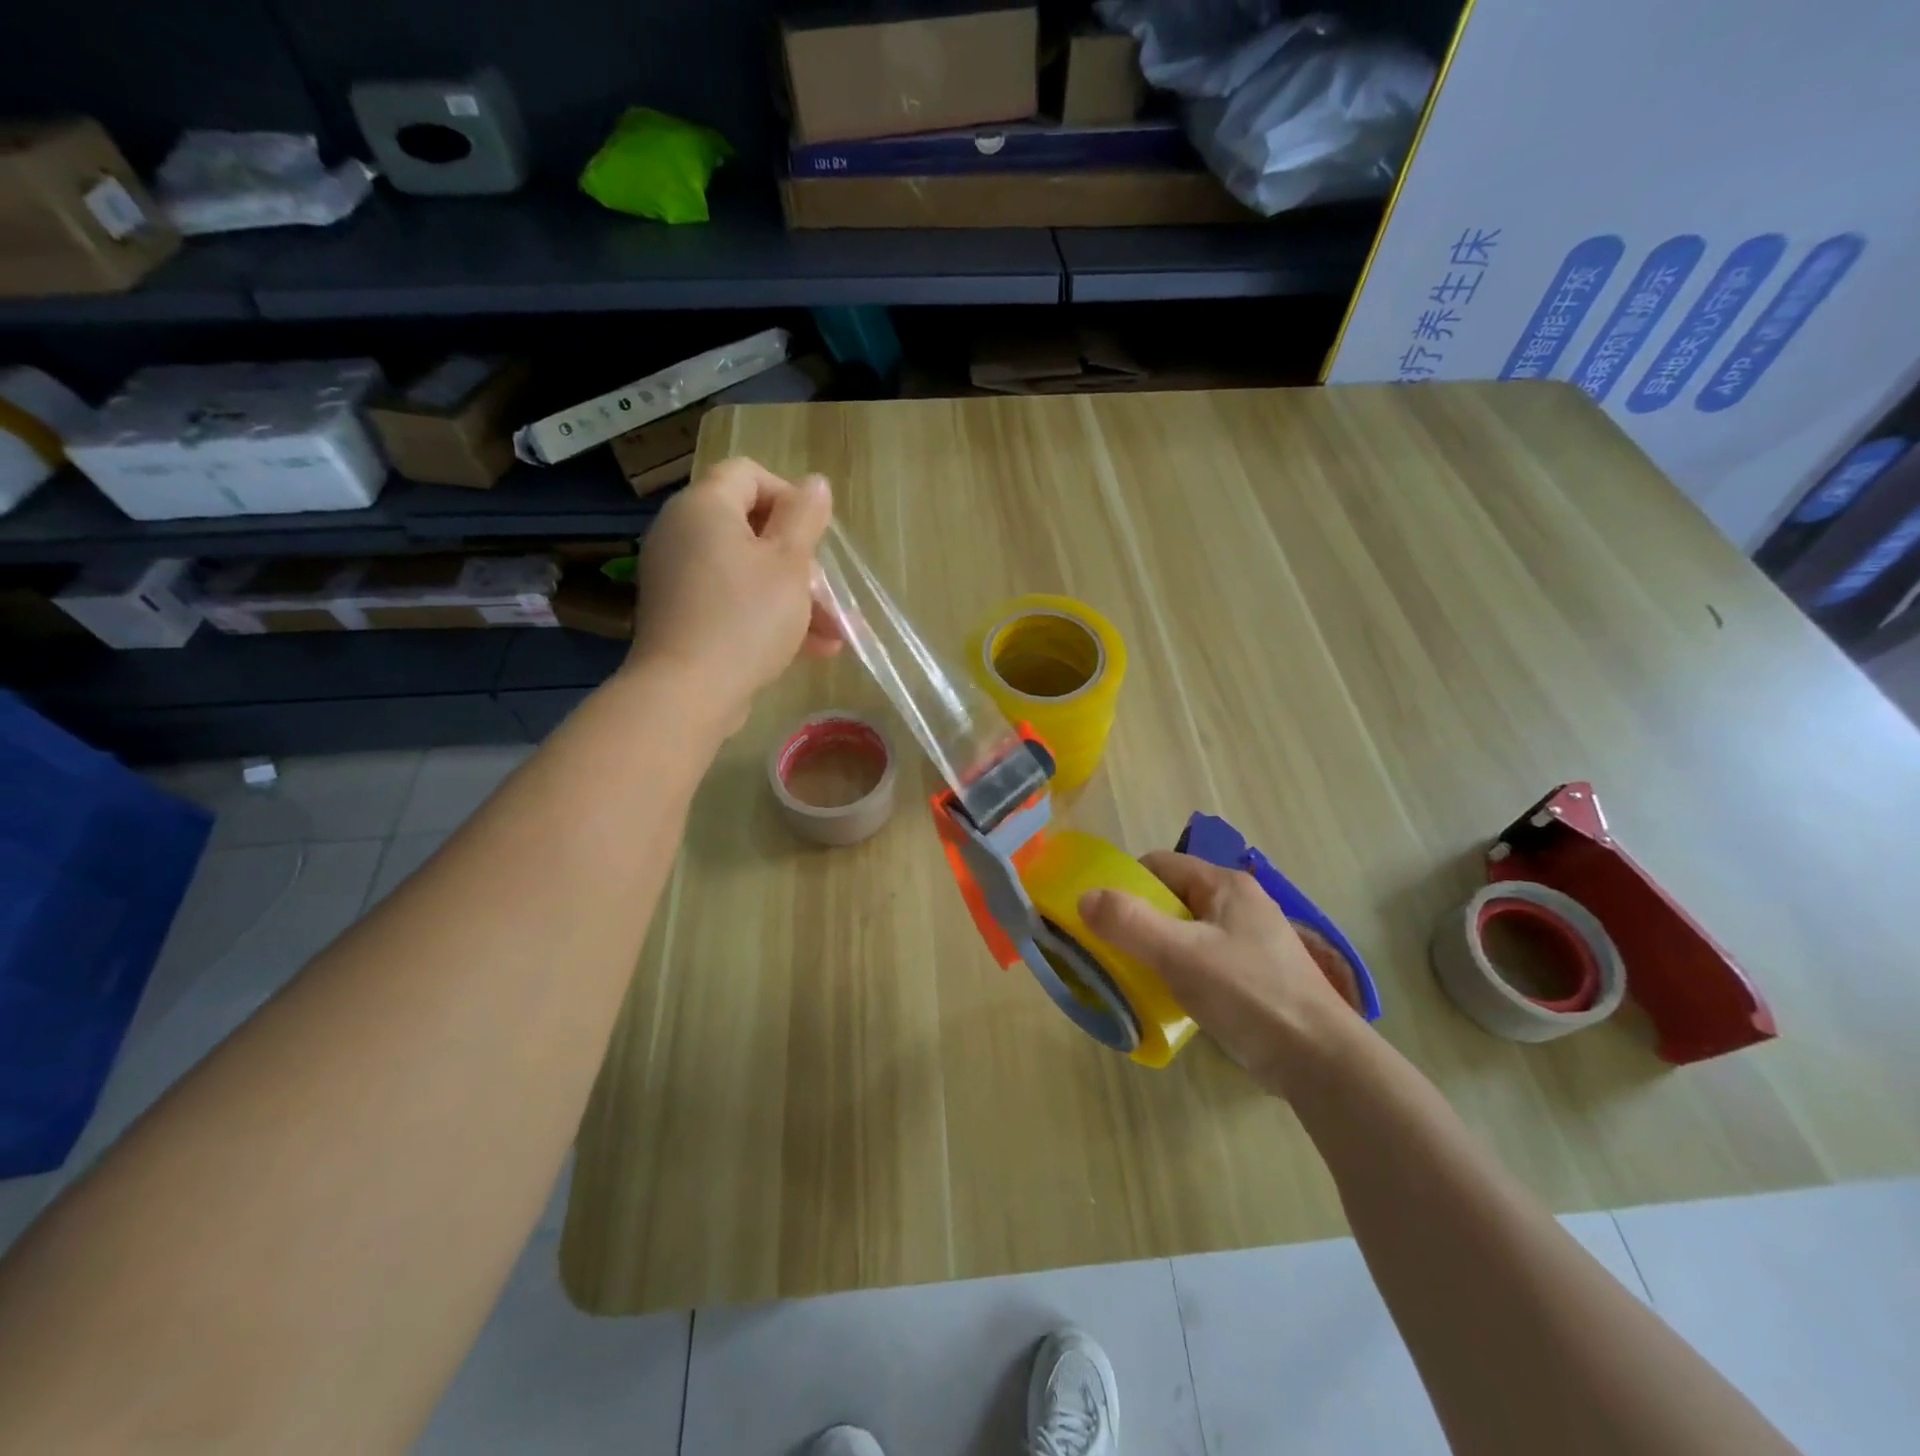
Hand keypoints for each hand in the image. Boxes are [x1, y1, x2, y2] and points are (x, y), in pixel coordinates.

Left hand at [628, 457, 839, 731]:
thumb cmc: (746, 618)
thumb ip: (805, 517)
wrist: (687, 693)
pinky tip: (812, 649)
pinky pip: (731, 601)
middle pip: (750, 528)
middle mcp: (682, 533)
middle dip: (800, 562)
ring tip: (834, 634)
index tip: (815, 535)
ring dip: (794, 597)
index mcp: (704, 507)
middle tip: (828, 594)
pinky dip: (767, 616)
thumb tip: (815, 483)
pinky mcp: (681, 615)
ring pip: (747, 572)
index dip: (789, 496)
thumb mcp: (789, 564)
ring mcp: (678, 577)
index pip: (748, 474)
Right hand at [1079, 851, 1363, 1095]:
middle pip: (1171, 898)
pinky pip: (1203, 960)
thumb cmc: (1247, 994)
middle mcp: (1239, 905)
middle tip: (1112, 951)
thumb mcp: (1180, 954)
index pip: (1160, 865)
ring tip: (1135, 977)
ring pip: (1186, 932)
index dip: (1125, 884)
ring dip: (1157, 950)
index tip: (1100, 916)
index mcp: (1225, 885)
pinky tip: (1169, 998)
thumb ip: (1129, 923)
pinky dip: (1180, 973)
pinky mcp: (1255, 976)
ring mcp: (1250, 941)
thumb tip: (1084, 897)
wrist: (1319, 1059)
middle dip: (1138, 920)